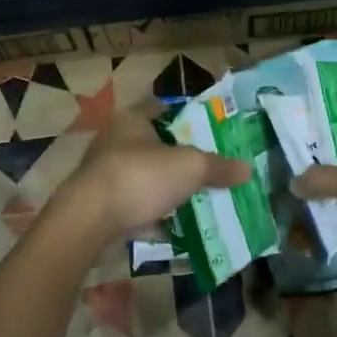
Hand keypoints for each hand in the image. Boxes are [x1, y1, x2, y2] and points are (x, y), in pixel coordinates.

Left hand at [64, 101, 250, 239]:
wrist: (89, 221)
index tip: (211, 132)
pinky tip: (174, 227)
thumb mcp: (190, 167)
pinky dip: (152, 215)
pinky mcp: (100, 205)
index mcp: (132, 120)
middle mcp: (114, 141)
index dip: (188, 117)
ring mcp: (105, 174)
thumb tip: (247, 169)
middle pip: (155, 145)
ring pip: (145, 177)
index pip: (163, 109)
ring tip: (197, 199)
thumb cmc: (140, 177)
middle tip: (210, 169)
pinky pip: (135, 206)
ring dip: (166, 188)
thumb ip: (219, 167)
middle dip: (180, 158)